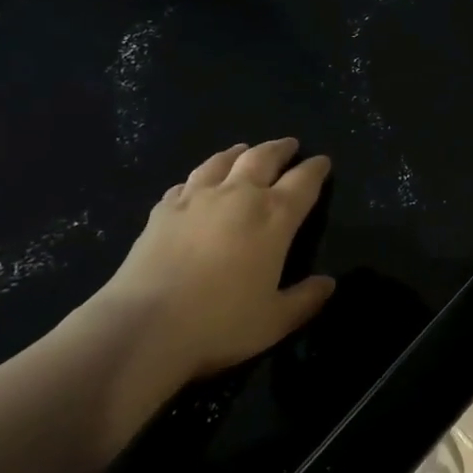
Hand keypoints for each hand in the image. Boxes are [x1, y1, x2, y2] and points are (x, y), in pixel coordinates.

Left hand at [77, 138, 336, 447]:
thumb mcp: (274, 321)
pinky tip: (196, 184)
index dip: (316, 169)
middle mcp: (239, 195)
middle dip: (280, 149)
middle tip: (289, 145)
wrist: (143, 327)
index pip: (304, 181)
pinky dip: (199, 178)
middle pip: (263, 157)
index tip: (323, 161)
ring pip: (222, 161)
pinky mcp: (163, 210)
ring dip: (238, 152)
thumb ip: (305, 299)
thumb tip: (329, 283)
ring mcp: (197, 198)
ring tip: (244, 150)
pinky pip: (186, 183)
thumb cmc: (219, 324)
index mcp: (274, 216)